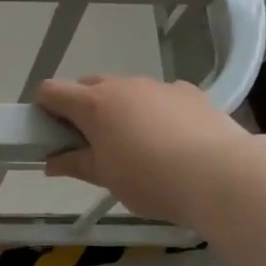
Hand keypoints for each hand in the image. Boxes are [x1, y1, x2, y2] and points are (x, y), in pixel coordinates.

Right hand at [35, 75, 256, 224]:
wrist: (221, 174)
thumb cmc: (151, 179)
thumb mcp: (106, 177)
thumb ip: (76, 164)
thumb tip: (50, 162)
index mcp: (94, 104)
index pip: (52, 90)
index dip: (44, 107)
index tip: (48, 130)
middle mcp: (123, 85)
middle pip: (88, 85)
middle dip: (81, 107)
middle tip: (89, 141)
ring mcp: (158, 85)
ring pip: (126, 89)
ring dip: (119, 108)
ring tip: (134, 143)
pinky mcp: (188, 92)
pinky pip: (159, 95)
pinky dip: (154, 110)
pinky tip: (170, 138)